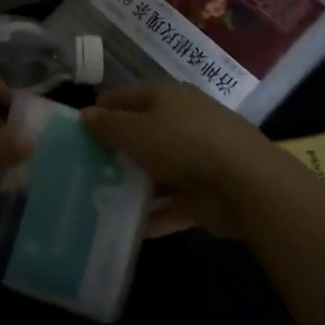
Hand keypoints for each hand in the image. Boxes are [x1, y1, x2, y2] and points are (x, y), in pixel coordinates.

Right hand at [82, 81, 278, 237]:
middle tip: (88, 166)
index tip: (80, 128)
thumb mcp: (134, 131)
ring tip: (104, 200)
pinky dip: (156, 214)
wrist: (244, 183)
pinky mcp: (208, 193)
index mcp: (168, 97)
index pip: (128, 96)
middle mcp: (184, 122)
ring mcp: (199, 158)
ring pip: (159, 170)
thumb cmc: (181, 144)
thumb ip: (107, 125)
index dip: (103, 109)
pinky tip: (131, 228)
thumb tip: (85, 115)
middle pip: (144, 133)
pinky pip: (174, 202)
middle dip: (119, 150)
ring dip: (136, 185)